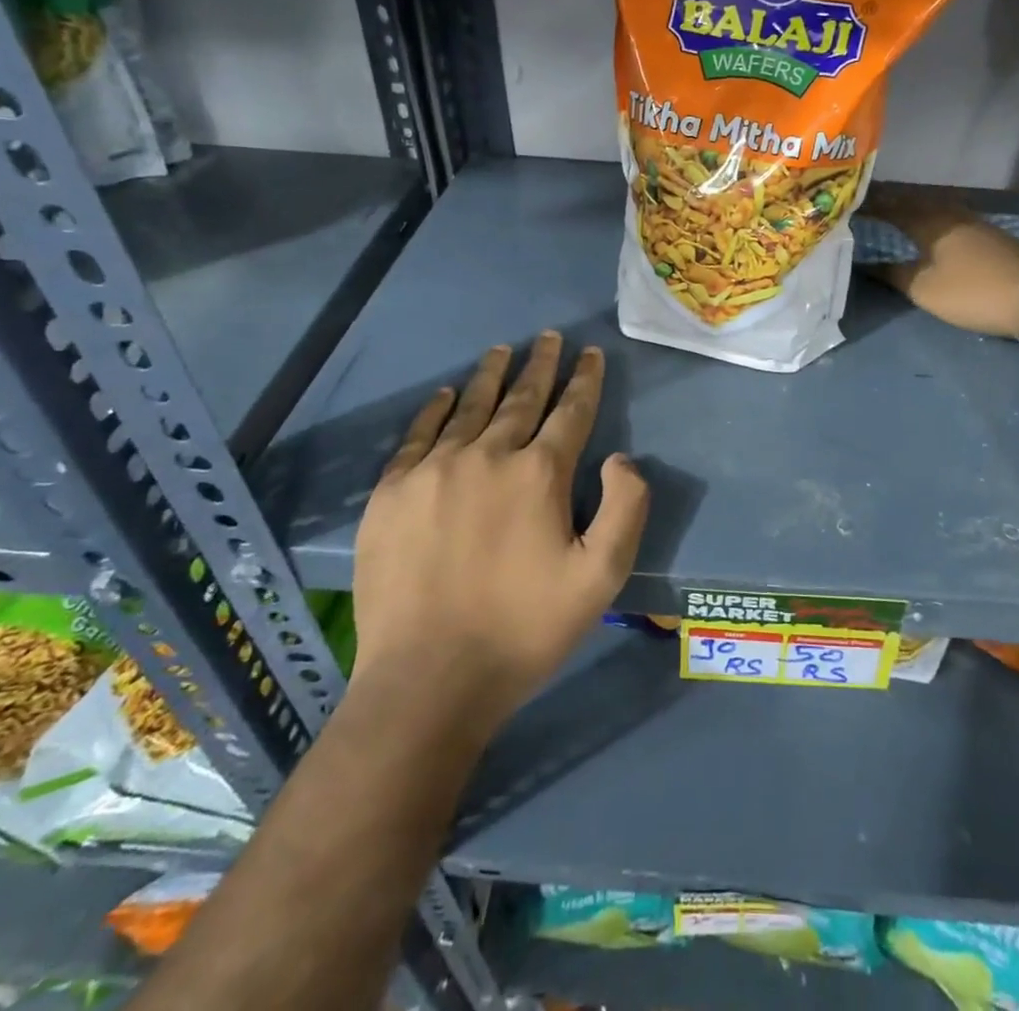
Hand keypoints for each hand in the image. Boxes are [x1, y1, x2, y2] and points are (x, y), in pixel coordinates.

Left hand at [349, 332, 648, 727]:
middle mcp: (488, 456)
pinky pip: (418, 435)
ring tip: (502, 350)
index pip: (570, 411)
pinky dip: (436, 410)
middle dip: (540, 365)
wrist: (428, 680)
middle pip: (521, 398)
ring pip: (470, 407)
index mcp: (539, 474)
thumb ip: (626, 508)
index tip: (589, 353)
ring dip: (491, 376)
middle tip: (548, 338)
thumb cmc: (524, 629)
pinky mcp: (392, 492)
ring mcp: (434, 470)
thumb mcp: (601, 577)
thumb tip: (620, 458)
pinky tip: (445, 394)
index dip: (584, 379)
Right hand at [868, 193, 1018, 337]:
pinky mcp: (990, 235)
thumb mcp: (924, 289)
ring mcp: (974, 222)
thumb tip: (866, 263)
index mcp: (930, 223)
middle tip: (869, 202)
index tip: (850, 203)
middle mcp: (951, 214)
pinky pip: (950, 217)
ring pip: (935, 207)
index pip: (892, 207)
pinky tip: (931, 226)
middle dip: (891, 201)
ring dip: (913, 207)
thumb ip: (894, 274)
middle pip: (915, 201)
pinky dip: (932, 218)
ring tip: (895, 211)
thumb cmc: (972, 291)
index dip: (871, 206)